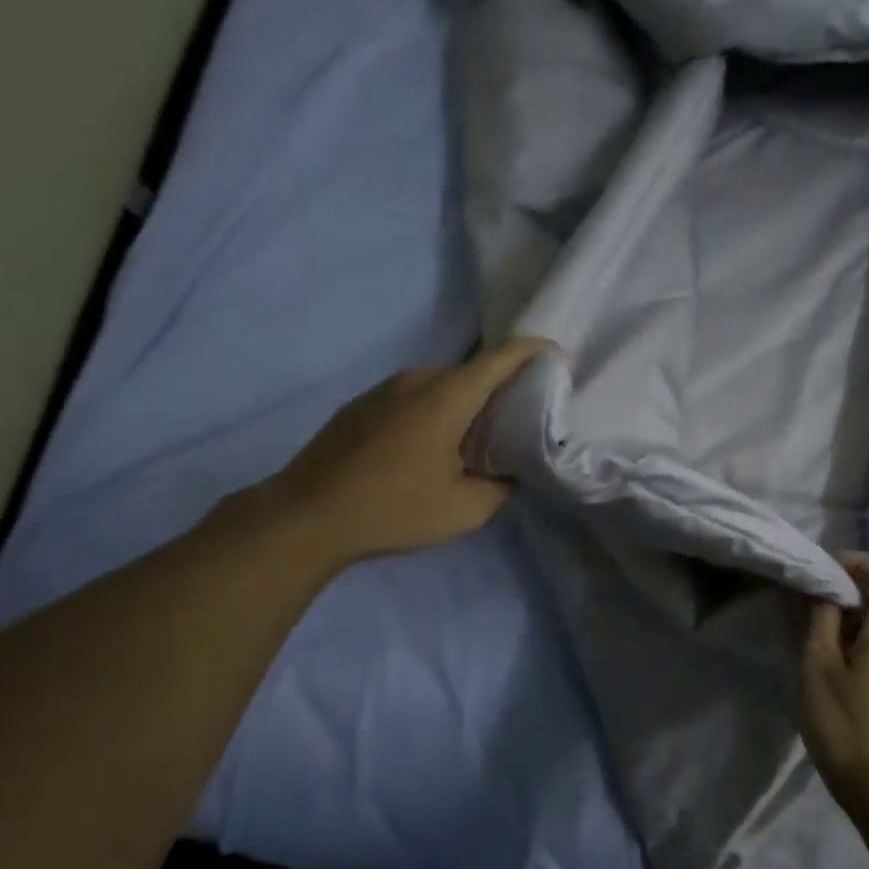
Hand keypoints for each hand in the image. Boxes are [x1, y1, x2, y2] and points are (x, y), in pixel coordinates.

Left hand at [267, 338, 555, 570]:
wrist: (306, 516)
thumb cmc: (393, 509)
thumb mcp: (466, 510)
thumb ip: (502, 486)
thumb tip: (509, 473)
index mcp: (447, 395)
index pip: (504, 356)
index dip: (538, 353)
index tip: (562, 364)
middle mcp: (417, 379)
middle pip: (473, 371)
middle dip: (504, 388)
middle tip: (523, 420)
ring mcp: (384, 389)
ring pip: (441, 386)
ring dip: (466, 404)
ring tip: (477, 440)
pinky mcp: (361, 405)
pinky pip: (413, 398)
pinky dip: (435, 412)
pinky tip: (431, 449)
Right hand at [800, 553, 868, 815]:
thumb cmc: (846, 724)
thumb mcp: (818, 667)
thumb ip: (820, 621)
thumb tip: (823, 591)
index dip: (865, 563)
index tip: (828, 573)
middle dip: (847, 591)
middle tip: (807, 604)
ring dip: (847, 620)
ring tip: (809, 635)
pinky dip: (853, 643)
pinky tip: (825, 665)